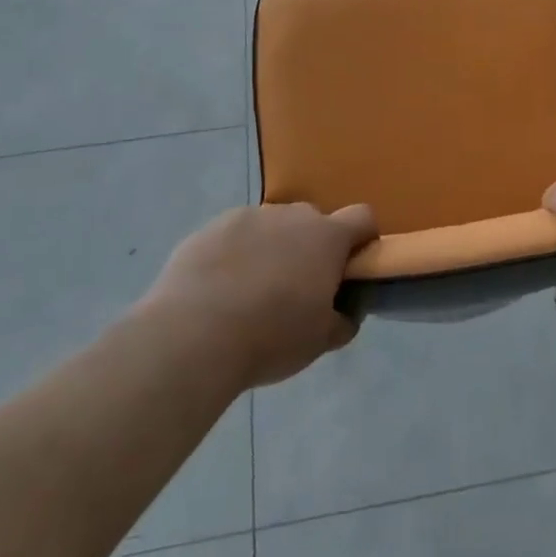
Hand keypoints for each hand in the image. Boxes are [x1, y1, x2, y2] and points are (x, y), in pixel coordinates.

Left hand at [138, 202, 376, 389]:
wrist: (192, 336)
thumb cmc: (271, 337)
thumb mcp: (320, 341)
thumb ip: (342, 320)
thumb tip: (344, 312)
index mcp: (327, 237)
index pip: (363, 218)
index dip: (363, 239)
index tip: (351, 268)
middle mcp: (291, 216)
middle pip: (313, 221)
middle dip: (311, 247)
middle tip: (297, 289)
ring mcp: (248, 217)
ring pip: (271, 227)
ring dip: (271, 248)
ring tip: (250, 292)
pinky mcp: (209, 228)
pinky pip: (233, 236)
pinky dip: (234, 255)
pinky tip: (218, 291)